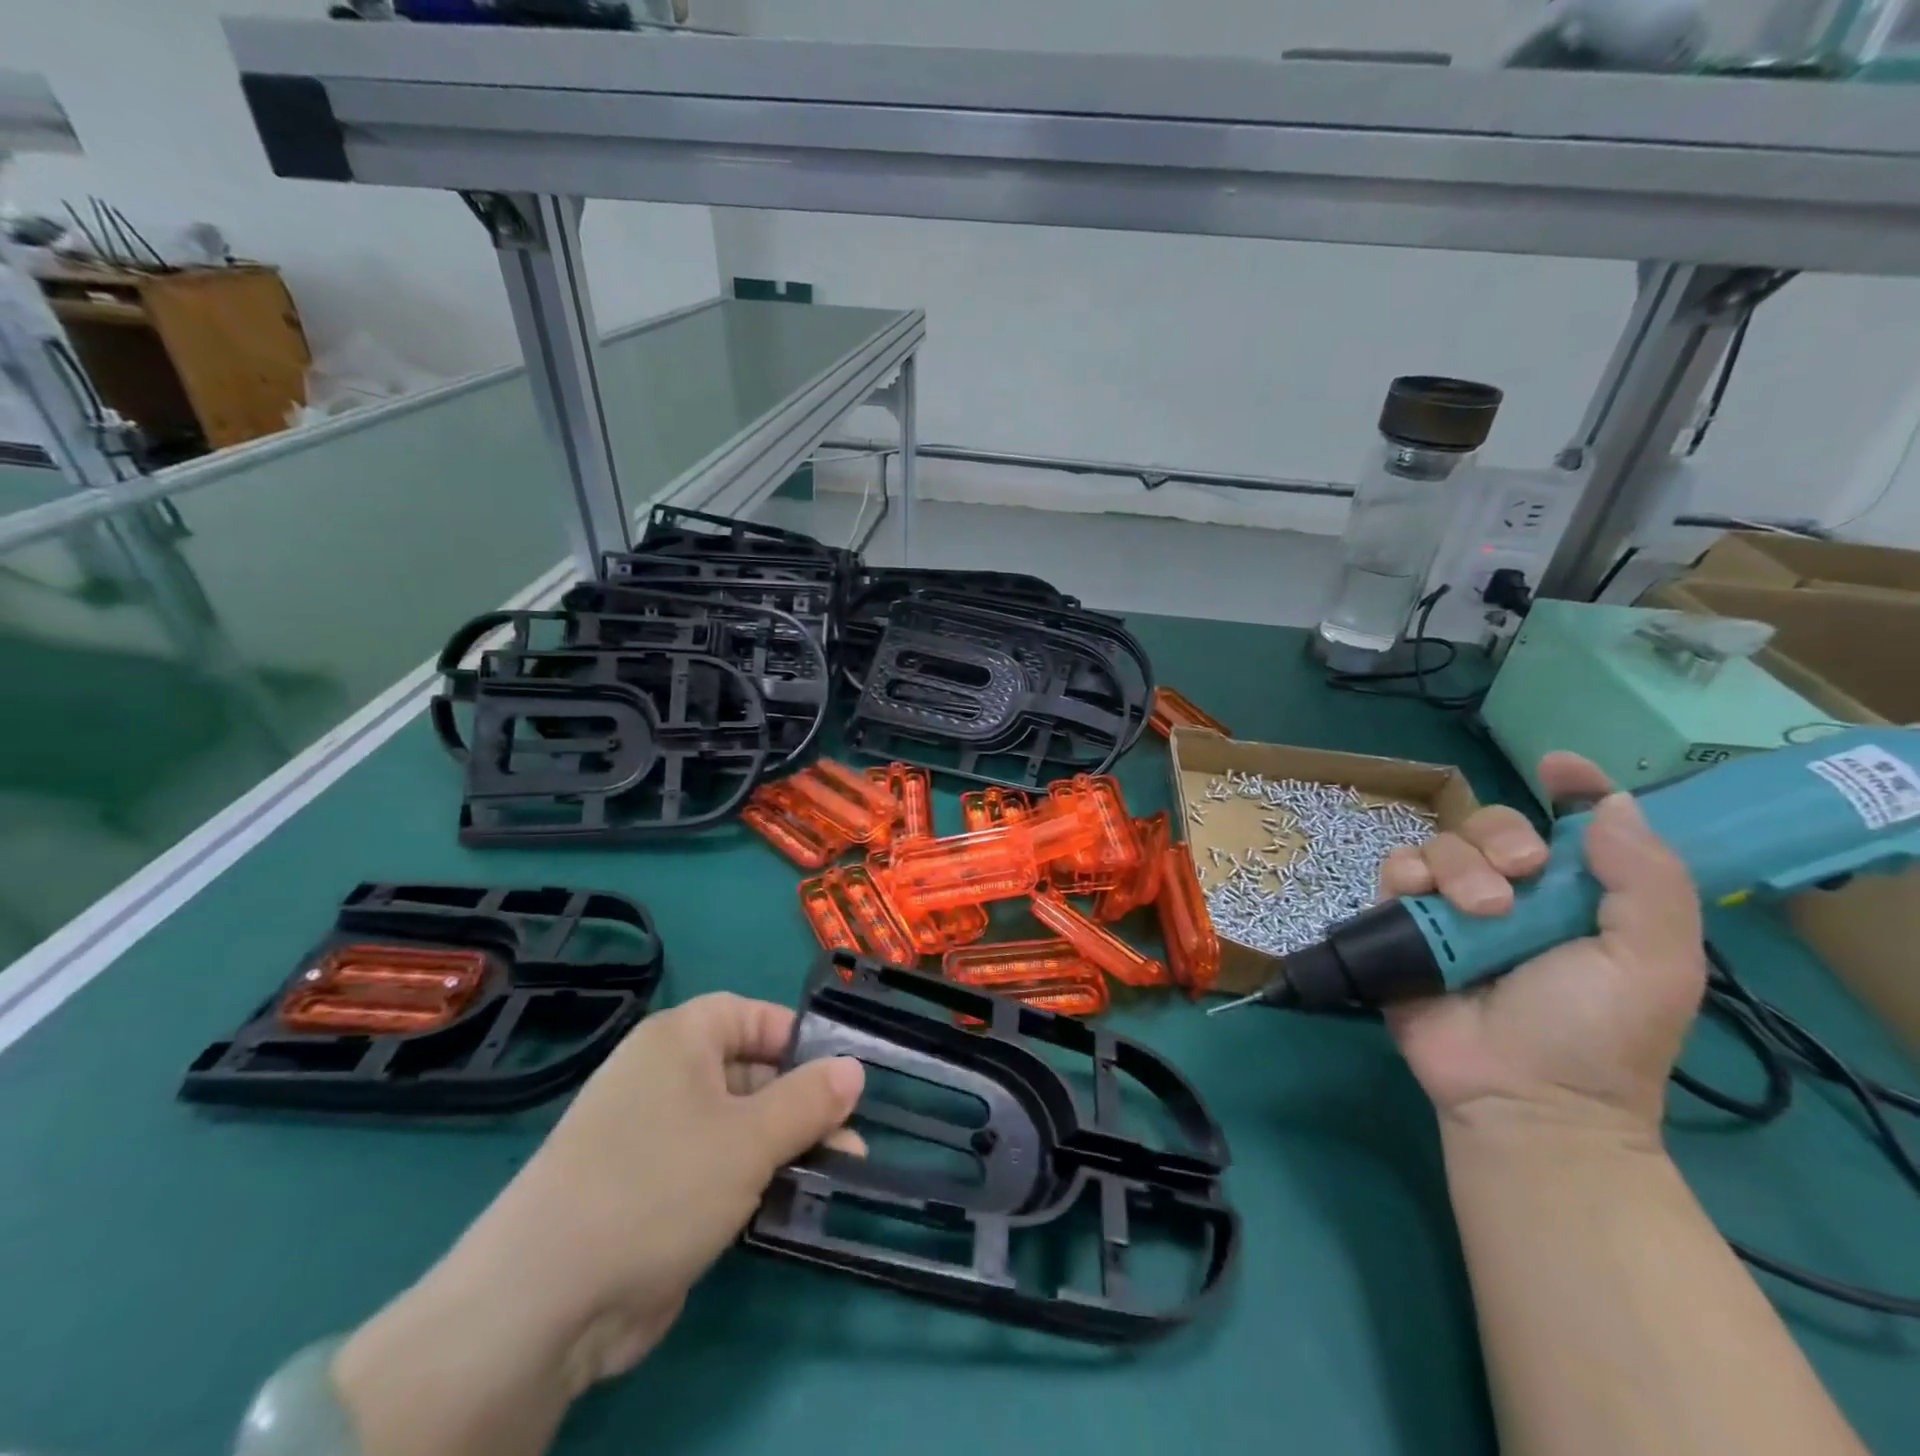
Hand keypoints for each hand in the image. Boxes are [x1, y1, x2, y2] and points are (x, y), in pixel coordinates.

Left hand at [331, 995, 862, 1455]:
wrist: (543, 1302)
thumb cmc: (661, 1185)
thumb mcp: (751, 1137)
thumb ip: (810, 1100)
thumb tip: (855, 1069)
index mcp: (679, 1040)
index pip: (752, 1015)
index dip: (799, 1039)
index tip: (843, 1075)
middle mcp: (663, 1077)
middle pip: (750, 1072)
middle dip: (802, 1103)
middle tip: (850, 1140)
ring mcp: (653, 1136)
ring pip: (737, 1125)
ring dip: (784, 1147)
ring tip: (836, 1175)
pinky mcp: (648, 1191)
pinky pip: (714, 1168)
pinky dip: (751, 1181)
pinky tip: (789, 1205)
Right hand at [1379, 753, 1706, 1141]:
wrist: (1519, 1095)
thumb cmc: (1597, 1033)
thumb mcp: (1654, 962)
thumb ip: (1646, 882)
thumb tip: (1611, 805)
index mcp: (1578, 898)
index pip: (1573, 827)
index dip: (1571, 790)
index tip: (1558, 767)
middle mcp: (1514, 894)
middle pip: (1492, 825)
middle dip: (1500, 836)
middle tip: (1520, 873)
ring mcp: (1453, 909)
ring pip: (1440, 844)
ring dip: (1458, 864)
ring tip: (1478, 910)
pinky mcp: (1404, 924)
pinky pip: (1393, 873)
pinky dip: (1404, 874)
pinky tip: (1418, 897)